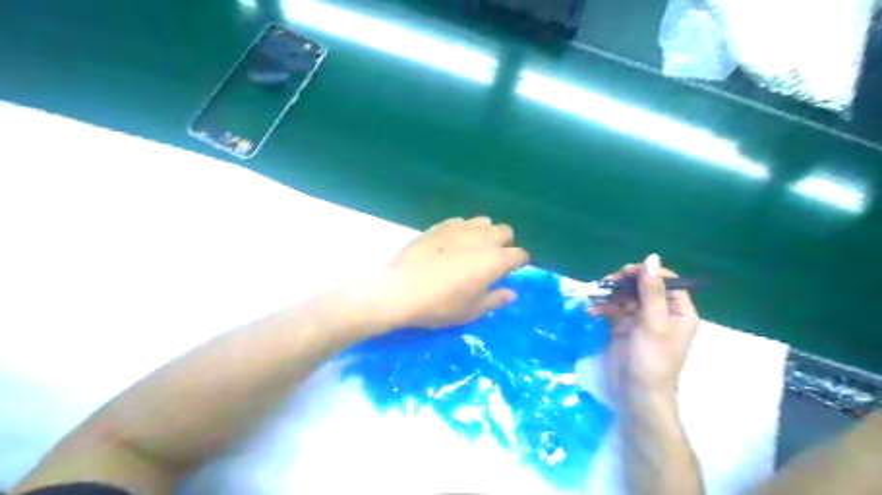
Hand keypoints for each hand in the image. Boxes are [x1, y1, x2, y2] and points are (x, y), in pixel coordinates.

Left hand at [371, 214, 530, 328]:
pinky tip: (451, 244)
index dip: (520, 263)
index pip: (520, 254)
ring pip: (484, 221)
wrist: (401, 288)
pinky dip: (464, 230)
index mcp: (495, 260)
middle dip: (505, 244)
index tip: (513, 271)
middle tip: (492, 260)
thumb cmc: (440, 304)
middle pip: (505, 231)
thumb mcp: (471, 310)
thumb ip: (495, 299)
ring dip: (485, 233)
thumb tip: (511, 293)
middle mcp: (483, 238)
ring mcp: (461, 228)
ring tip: (473, 249)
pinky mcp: (441, 225)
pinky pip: (461, 221)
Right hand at [589, 255, 699, 401]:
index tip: (623, 274)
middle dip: (622, 284)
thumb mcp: (654, 322)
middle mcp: (661, 312)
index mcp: (678, 310)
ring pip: (624, 297)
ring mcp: (640, 320)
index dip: (644, 273)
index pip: (664, 280)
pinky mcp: (622, 328)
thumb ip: (651, 290)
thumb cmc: (652, 359)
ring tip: (593, 297)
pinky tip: (591, 311)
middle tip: (605, 283)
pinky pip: (612, 309)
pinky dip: (602, 308)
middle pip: (641, 286)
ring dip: (608, 295)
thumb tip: (651, 257)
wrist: (635, 394)